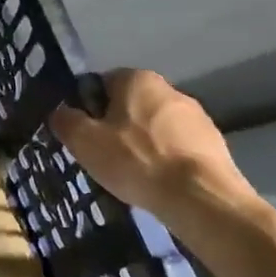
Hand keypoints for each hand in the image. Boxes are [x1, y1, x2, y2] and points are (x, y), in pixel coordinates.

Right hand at [49, 70, 257, 226]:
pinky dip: (166, 160)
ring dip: (143, 144)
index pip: (102, 84)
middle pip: (130, 105)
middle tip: (104, 156)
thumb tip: (60, 112)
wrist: (200, 197)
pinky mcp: (215, 143)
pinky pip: (178, 147)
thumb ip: (66, 120)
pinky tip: (159, 182)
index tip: (84, 135)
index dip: (88, 108)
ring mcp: (197, 117)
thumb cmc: (136, 160)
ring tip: (133, 174)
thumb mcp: (84, 141)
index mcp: (137, 79)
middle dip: (117, 126)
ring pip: (156, 127)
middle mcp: (170, 89)